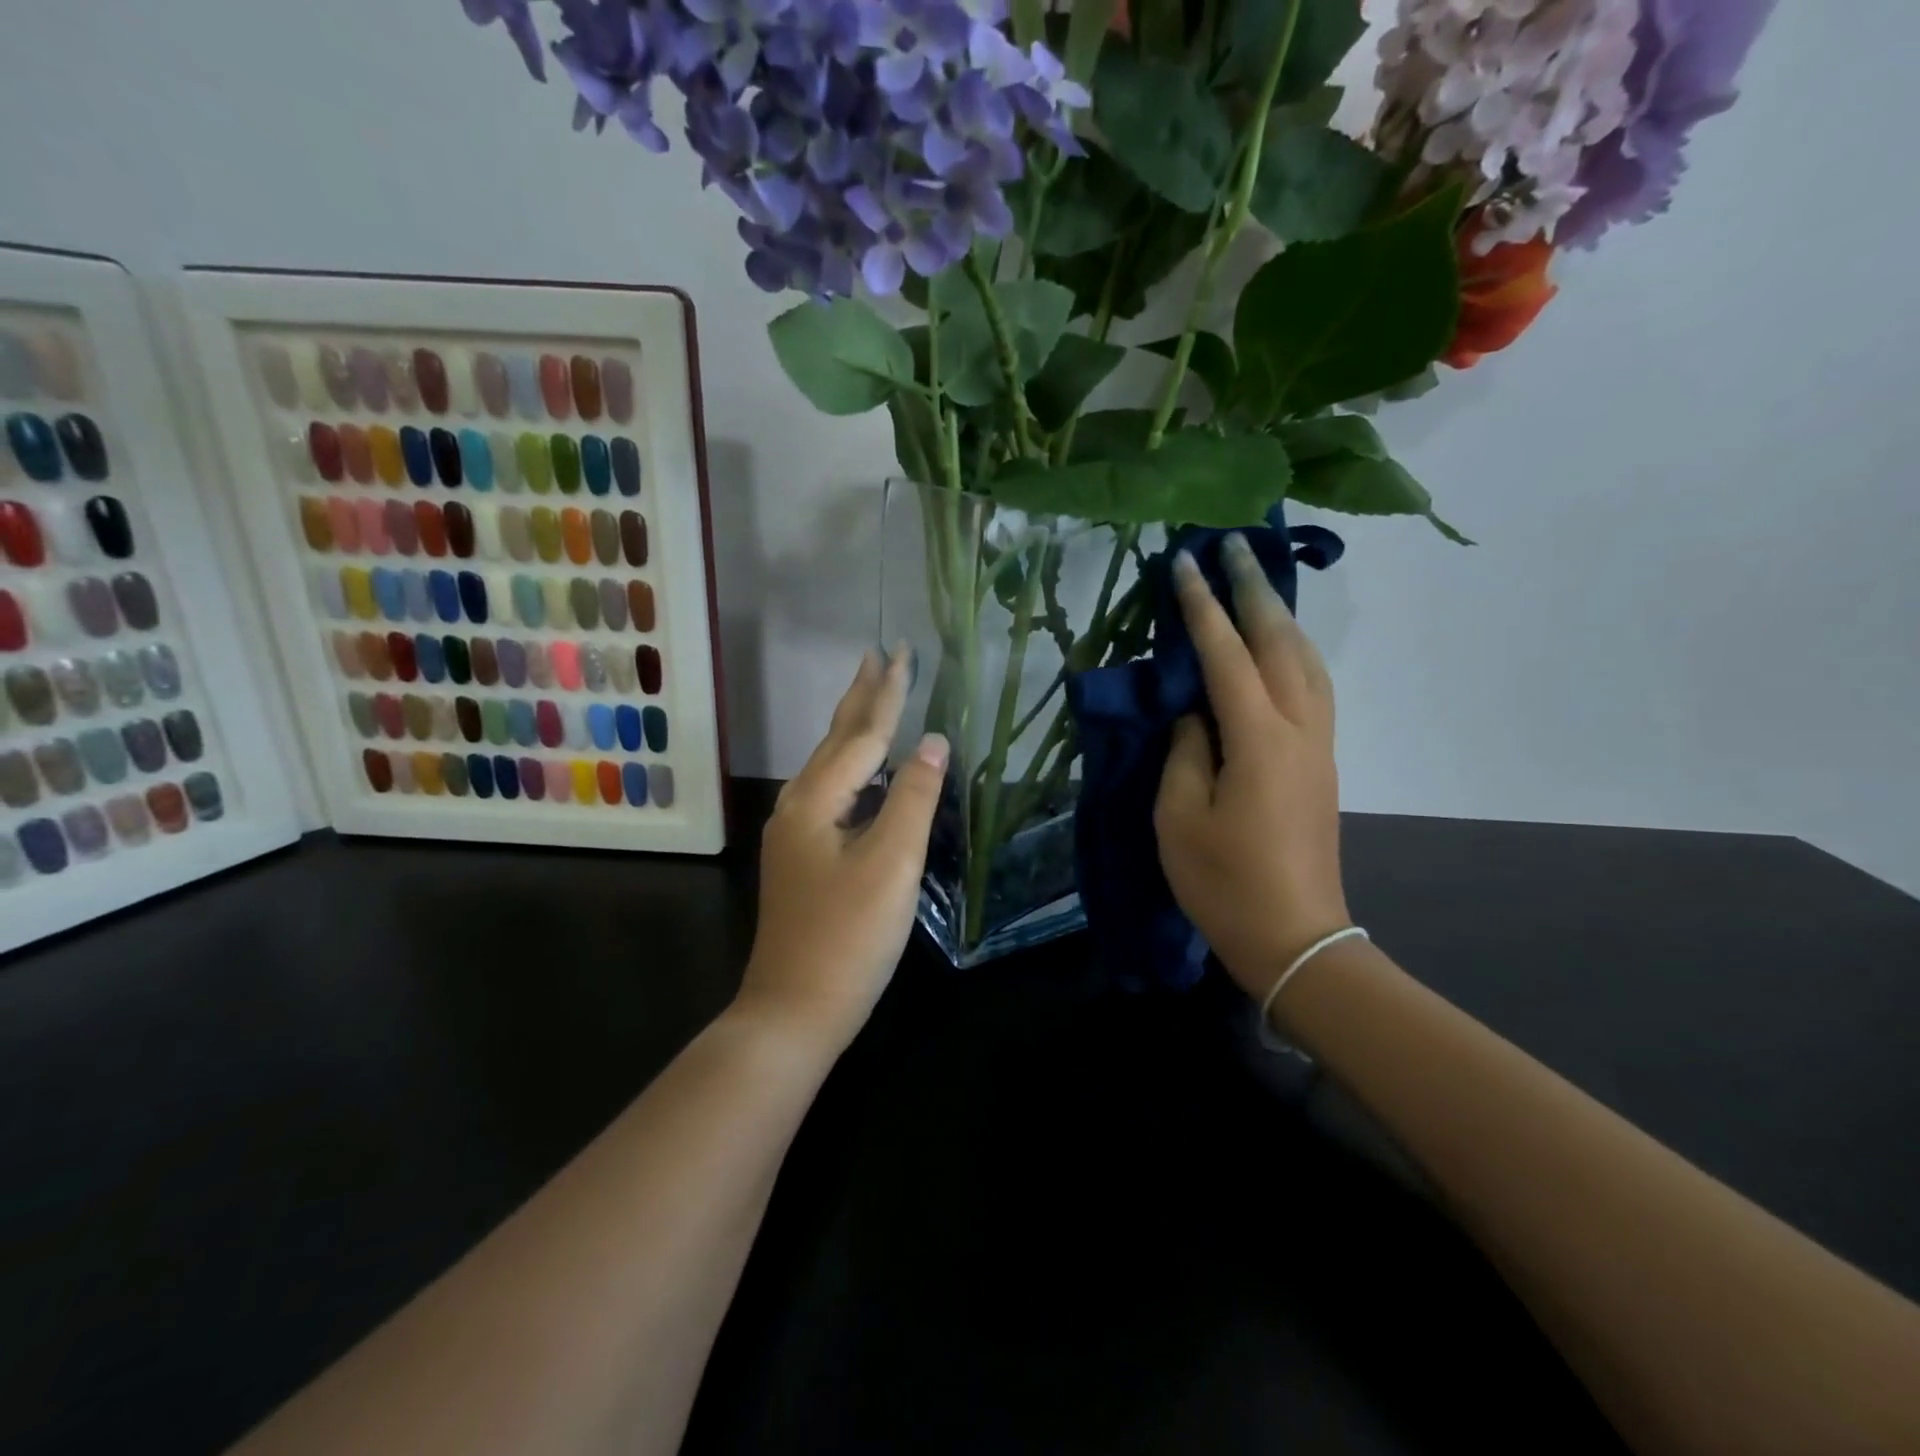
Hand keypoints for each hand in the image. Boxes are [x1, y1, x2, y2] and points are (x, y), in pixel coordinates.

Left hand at [738, 645, 949, 1053]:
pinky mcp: (804, 859)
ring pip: (831, 767)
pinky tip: (864, 772)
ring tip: (873, 698)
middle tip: (878, 655)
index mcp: (815, 801)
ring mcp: (796, 835)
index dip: (887, 693)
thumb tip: (932, 740)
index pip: (862, 734)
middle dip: (861, 698)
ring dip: (854, 729)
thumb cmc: (848, 937)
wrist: (795, 1010)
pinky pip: (832, 793)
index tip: (902, 651)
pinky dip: (854, 768)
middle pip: (837, 741)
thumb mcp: (891, 863)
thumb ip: (912, 797)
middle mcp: (797, 807)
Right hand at [1154, 534, 1351, 999]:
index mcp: (1258, 740)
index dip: (1203, 607)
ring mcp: (1320, 745)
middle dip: (1255, 590)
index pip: (1226, 656)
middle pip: (1281, 642)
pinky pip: (1313, 687)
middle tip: (1235, 545)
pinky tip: (1277, 648)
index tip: (1186, 562)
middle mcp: (1300, 729)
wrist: (1295, 937)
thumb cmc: (1224, 882)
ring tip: (1256, 587)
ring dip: (1281, 616)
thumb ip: (1185, 752)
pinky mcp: (1323, 762)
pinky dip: (1293, 652)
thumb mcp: (1180, 817)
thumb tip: (1194, 713)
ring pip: (1307, 661)